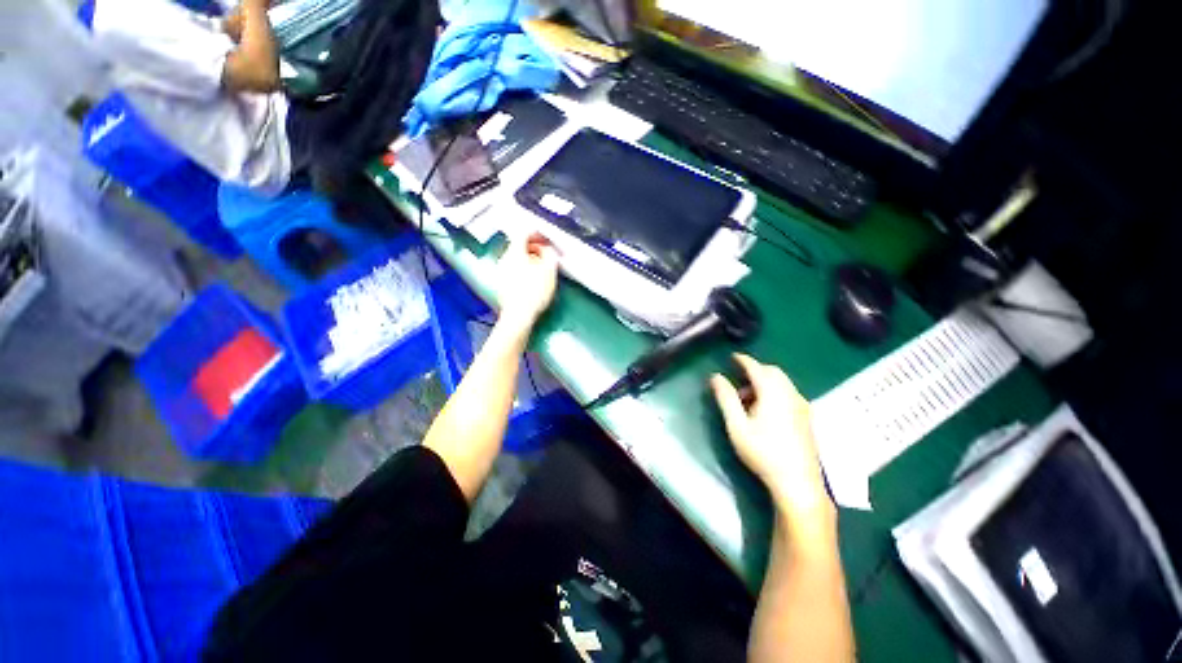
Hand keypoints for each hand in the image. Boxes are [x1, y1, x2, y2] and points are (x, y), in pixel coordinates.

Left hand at [496, 232, 559, 330]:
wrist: (519, 315)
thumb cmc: (535, 291)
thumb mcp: (550, 270)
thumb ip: (550, 254)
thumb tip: (547, 248)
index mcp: (514, 252)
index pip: (523, 233)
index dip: (537, 234)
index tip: (546, 241)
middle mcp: (504, 258)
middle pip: (518, 246)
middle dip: (533, 248)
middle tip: (546, 255)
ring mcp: (500, 271)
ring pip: (515, 258)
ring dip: (529, 259)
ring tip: (541, 269)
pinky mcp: (501, 284)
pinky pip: (513, 270)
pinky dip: (523, 270)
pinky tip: (531, 280)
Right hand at [711, 354, 833, 533]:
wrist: (798, 482)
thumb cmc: (763, 452)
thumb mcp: (736, 425)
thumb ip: (726, 398)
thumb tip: (715, 376)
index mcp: (773, 393)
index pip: (756, 367)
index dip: (743, 360)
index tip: (732, 357)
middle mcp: (791, 394)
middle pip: (773, 371)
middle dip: (754, 370)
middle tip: (738, 380)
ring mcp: (802, 406)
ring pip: (782, 382)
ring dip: (764, 382)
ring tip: (747, 400)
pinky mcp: (807, 417)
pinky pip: (789, 393)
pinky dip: (774, 391)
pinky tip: (765, 410)